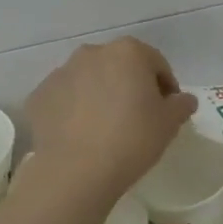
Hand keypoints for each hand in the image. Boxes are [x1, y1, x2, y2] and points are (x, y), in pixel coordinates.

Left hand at [24, 38, 196, 203]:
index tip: (167, 110)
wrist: (76, 171)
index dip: (165, 86)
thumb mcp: (169, 123)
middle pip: (119, 66)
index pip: (156, 63)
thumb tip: (183, 99)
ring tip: (106, 128)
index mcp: (128, 52)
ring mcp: (61, 73)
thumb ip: (181, 105)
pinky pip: (64, 99)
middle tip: (137, 117)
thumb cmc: (132, 139)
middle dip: (129, 86)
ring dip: (100, 95)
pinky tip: (81, 135)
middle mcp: (92, 53)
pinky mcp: (39, 96)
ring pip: (89, 80)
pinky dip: (73, 110)